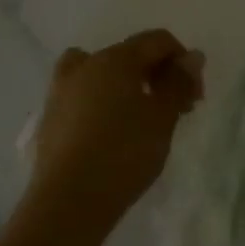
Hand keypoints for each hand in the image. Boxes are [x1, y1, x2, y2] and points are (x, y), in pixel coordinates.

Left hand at [23, 29, 204, 236]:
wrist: (67, 203)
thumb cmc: (124, 153)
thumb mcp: (163, 117)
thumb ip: (179, 83)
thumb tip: (192, 57)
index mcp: (115, 59)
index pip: (157, 41)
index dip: (183, 62)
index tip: (194, 97)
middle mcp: (85, 66)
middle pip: (129, 54)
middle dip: (158, 74)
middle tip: (175, 109)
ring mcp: (61, 92)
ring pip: (100, 73)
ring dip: (126, 85)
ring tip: (140, 117)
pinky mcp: (49, 120)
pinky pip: (83, 96)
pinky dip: (101, 103)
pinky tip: (112, 133)